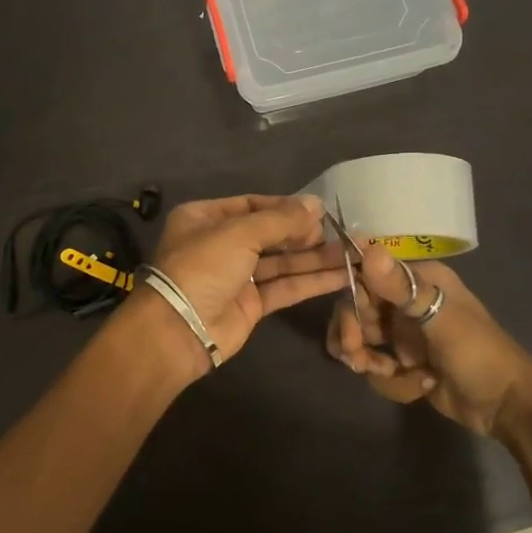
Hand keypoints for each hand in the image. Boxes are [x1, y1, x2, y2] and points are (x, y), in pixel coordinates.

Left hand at [141, 194, 348, 373]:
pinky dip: (311, 281)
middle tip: (340, 231)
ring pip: (282, 262)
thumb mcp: (239, 233)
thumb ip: (280, 219)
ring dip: (315, 258)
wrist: (179, 329)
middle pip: (270, 234)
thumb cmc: (203, 267)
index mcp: (205, 218)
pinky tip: (342, 275)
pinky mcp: (251, 304)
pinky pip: (285, 287)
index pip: (252, 205)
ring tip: (352, 252)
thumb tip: (316, 203)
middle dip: (304, 233)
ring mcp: (236, 276)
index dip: (285, 207)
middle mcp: (220, 244)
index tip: (319, 210)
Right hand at [325, 244, 531, 440]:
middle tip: (357, 360)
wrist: (507, 407)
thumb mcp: (442, 321)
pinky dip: (392, 381)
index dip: (351, 299)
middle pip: (356, 310)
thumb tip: (368, 248)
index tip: (350, 327)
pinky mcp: (403, 362)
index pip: (366, 276)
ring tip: (390, 374)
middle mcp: (407, 301)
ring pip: (362, 341)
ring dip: (370, 362)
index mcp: (420, 280)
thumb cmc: (480, 355)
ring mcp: (404, 333)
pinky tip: (419, 385)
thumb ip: (402, 288)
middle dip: (353, 337)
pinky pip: (377, 367)